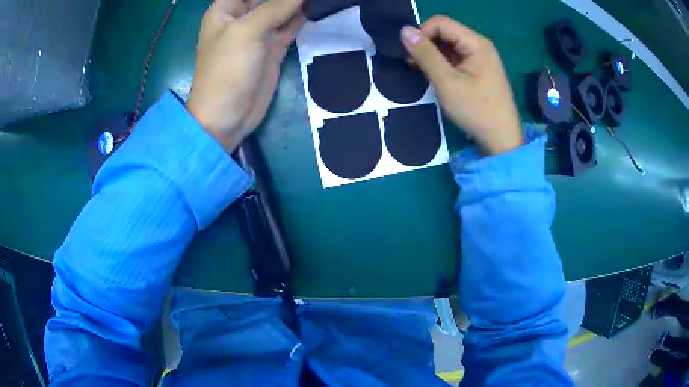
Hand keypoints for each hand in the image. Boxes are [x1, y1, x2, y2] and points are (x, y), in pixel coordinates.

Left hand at [187, 0, 304, 152]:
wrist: (228, 116)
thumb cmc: (227, 70)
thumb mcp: (247, 31)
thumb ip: (276, 6)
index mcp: (226, 9)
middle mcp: (242, 16)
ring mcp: (258, 32)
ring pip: (282, 8)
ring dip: (298, 3)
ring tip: (320, 0)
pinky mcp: (273, 47)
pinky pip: (290, 25)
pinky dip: (303, 17)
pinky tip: (319, 8)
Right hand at [401, 16, 521, 155]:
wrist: (501, 139)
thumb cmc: (476, 110)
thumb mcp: (447, 82)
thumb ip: (426, 54)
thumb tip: (404, 30)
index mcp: (476, 43)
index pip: (441, 23)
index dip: (422, 33)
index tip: (411, 54)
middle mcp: (479, 45)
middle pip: (445, 32)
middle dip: (426, 44)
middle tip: (413, 64)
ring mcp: (480, 58)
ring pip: (448, 46)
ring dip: (432, 55)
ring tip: (420, 71)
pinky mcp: (478, 70)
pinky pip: (455, 58)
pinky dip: (441, 63)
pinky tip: (434, 75)